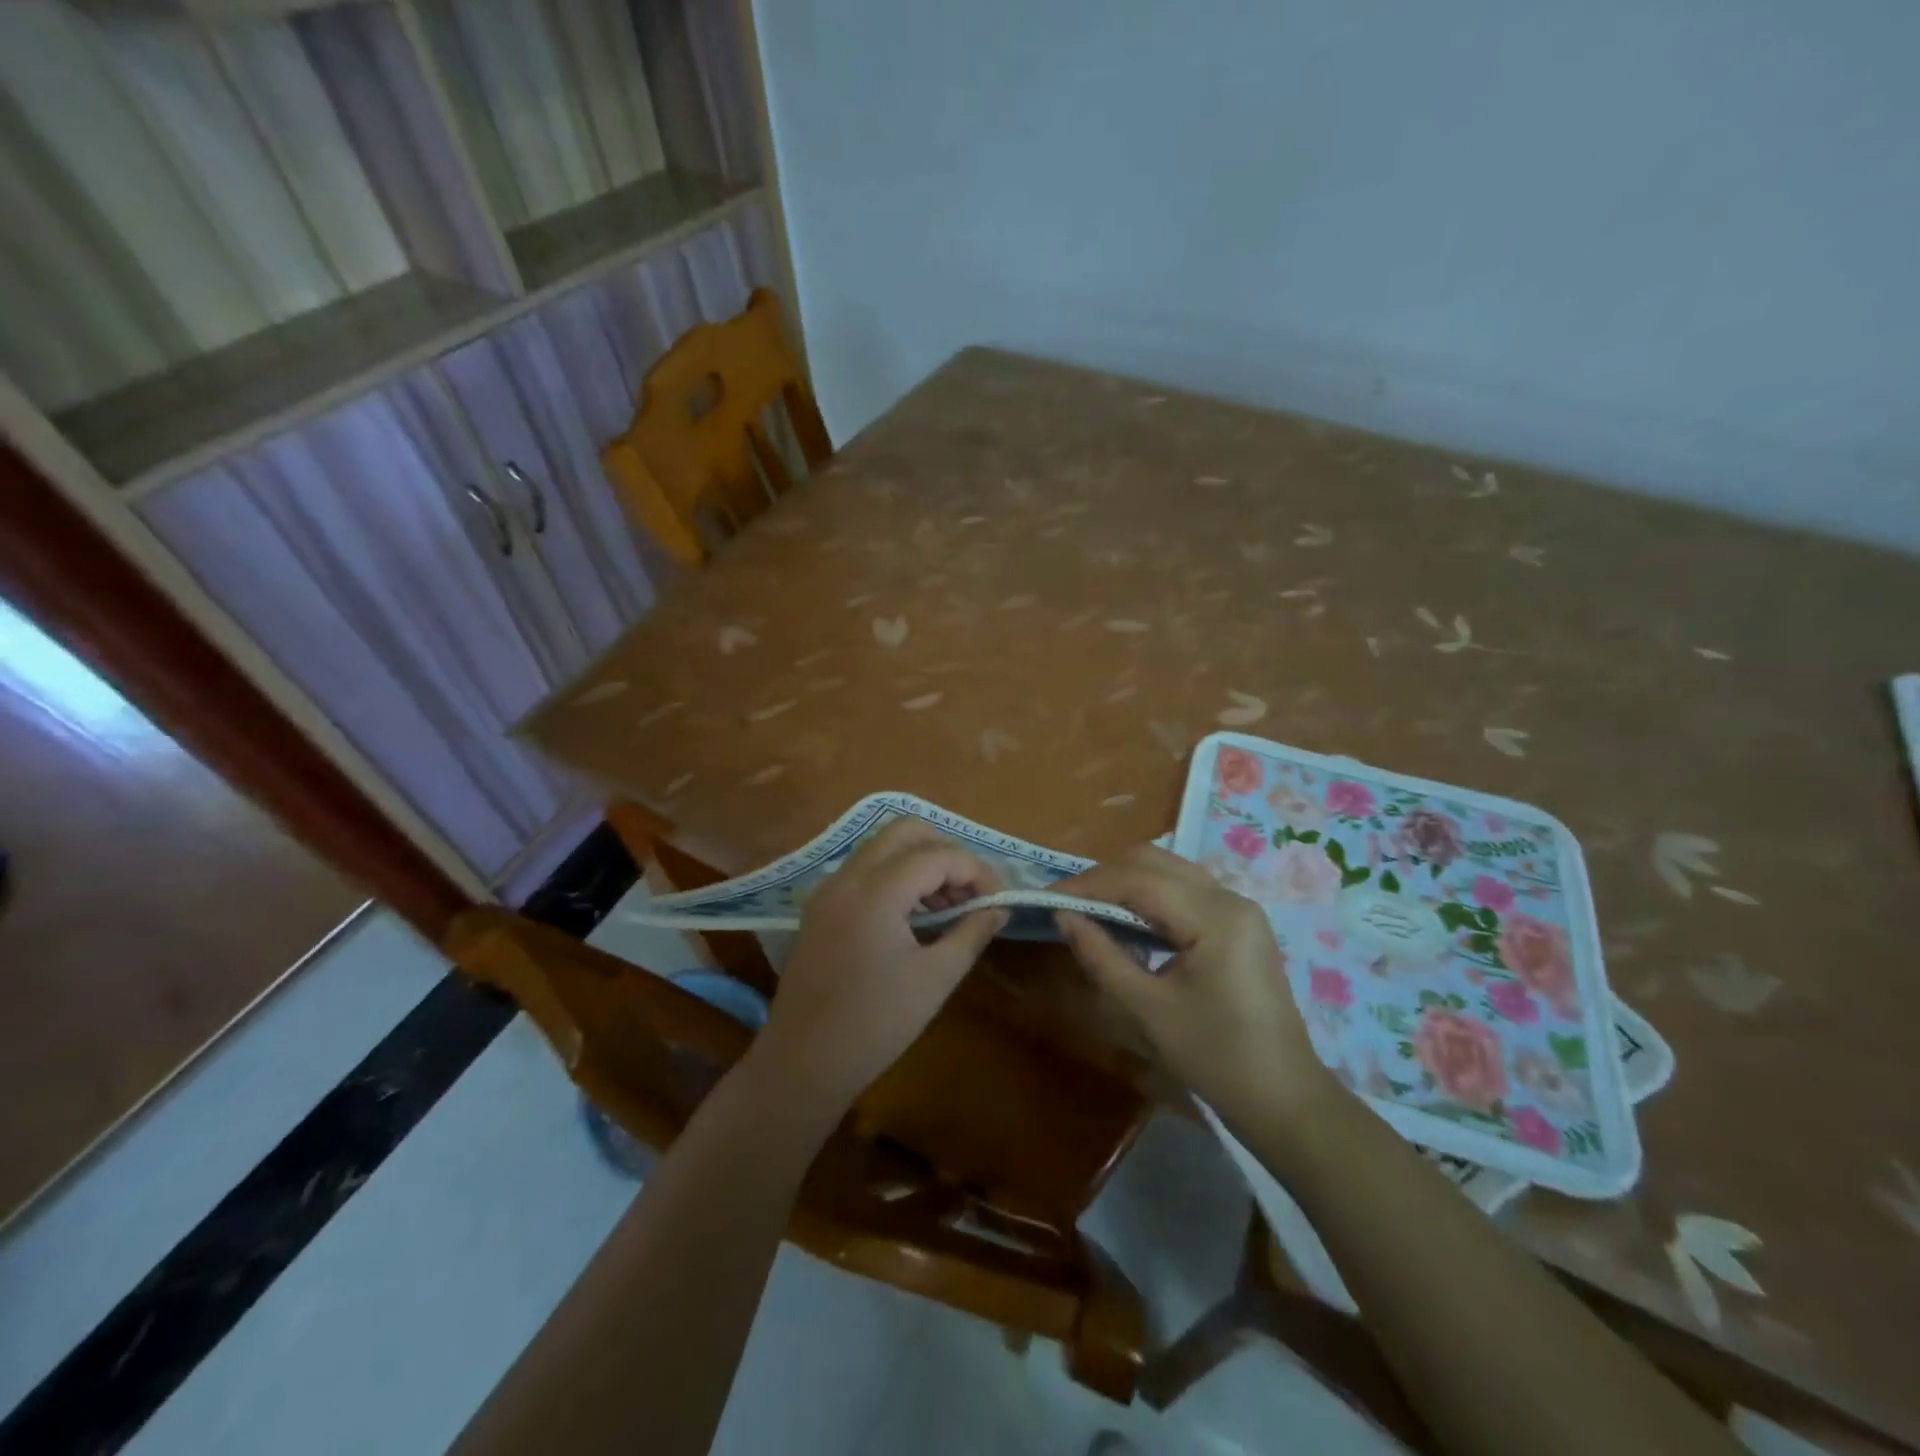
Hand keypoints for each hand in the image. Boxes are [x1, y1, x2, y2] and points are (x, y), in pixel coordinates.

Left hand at [755, 819, 1007, 1110]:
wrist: (803, 1063)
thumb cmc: (876, 1024)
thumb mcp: (935, 978)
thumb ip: (971, 932)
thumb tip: (998, 908)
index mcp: (875, 892)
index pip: (937, 855)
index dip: (976, 871)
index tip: (998, 899)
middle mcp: (848, 877)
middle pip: (906, 832)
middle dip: (947, 852)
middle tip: (971, 892)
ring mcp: (829, 889)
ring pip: (883, 847)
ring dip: (921, 862)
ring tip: (949, 906)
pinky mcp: (820, 907)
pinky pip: (865, 870)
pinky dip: (896, 876)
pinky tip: (914, 915)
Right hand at [1053, 844, 1333, 1124]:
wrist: (1284, 1101)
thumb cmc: (1216, 1059)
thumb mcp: (1148, 1010)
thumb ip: (1101, 956)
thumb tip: (1063, 916)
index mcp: (1215, 916)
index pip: (1139, 880)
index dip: (1088, 885)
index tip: (1046, 898)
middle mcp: (1230, 898)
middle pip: (1155, 862)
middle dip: (1105, 877)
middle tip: (1067, 904)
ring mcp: (1239, 909)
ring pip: (1170, 871)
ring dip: (1126, 882)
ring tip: (1089, 908)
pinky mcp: (1239, 924)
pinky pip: (1185, 891)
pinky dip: (1149, 896)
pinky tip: (1127, 920)